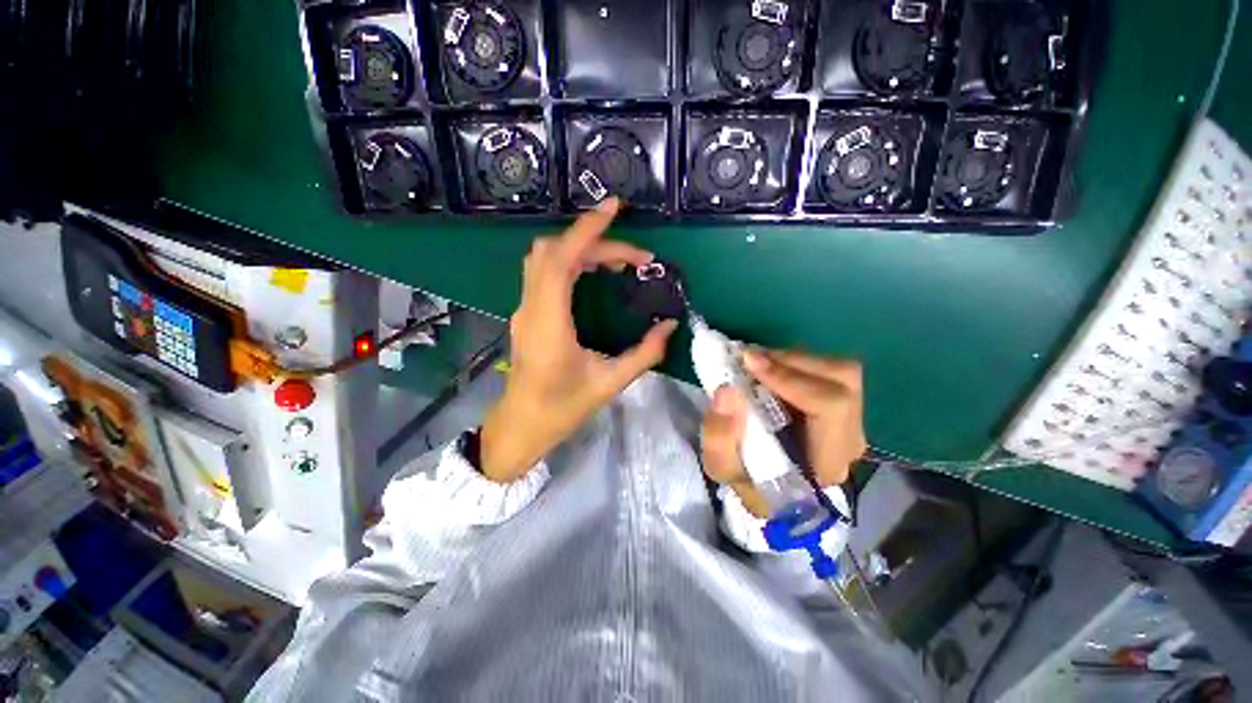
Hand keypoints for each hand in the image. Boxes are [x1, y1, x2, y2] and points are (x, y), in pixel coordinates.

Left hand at [480, 199, 678, 481]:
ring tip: (617, 261)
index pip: (561, 259)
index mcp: (549, 323)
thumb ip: (644, 354)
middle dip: (593, 241)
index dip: (587, 230)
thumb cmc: (562, 409)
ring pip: (544, 259)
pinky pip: (543, 273)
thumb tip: (669, 326)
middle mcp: (531, 308)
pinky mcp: (527, 314)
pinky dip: (569, 261)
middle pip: (552, 252)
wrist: (522, 426)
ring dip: (579, 249)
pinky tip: (593, 273)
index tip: (614, 208)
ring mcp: (525, 309)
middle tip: (632, 256)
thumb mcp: (609, 383)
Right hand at [701, 349, 867, 517]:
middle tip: (748, 359)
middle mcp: (850, 438)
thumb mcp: (723, 468)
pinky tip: (767, 369)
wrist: (770, 490)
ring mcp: (851, 420)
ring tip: (755, 363)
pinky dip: (794, 362)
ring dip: (792, 359)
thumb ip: (719, 436)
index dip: (791, 379)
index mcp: (828, 462)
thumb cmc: (748, 482)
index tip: (749, 363)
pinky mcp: (842, 406)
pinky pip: (827, 370)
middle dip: (790, 362)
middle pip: (841, 379)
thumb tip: (727, 389)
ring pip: (837, 369)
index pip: (831, 406)